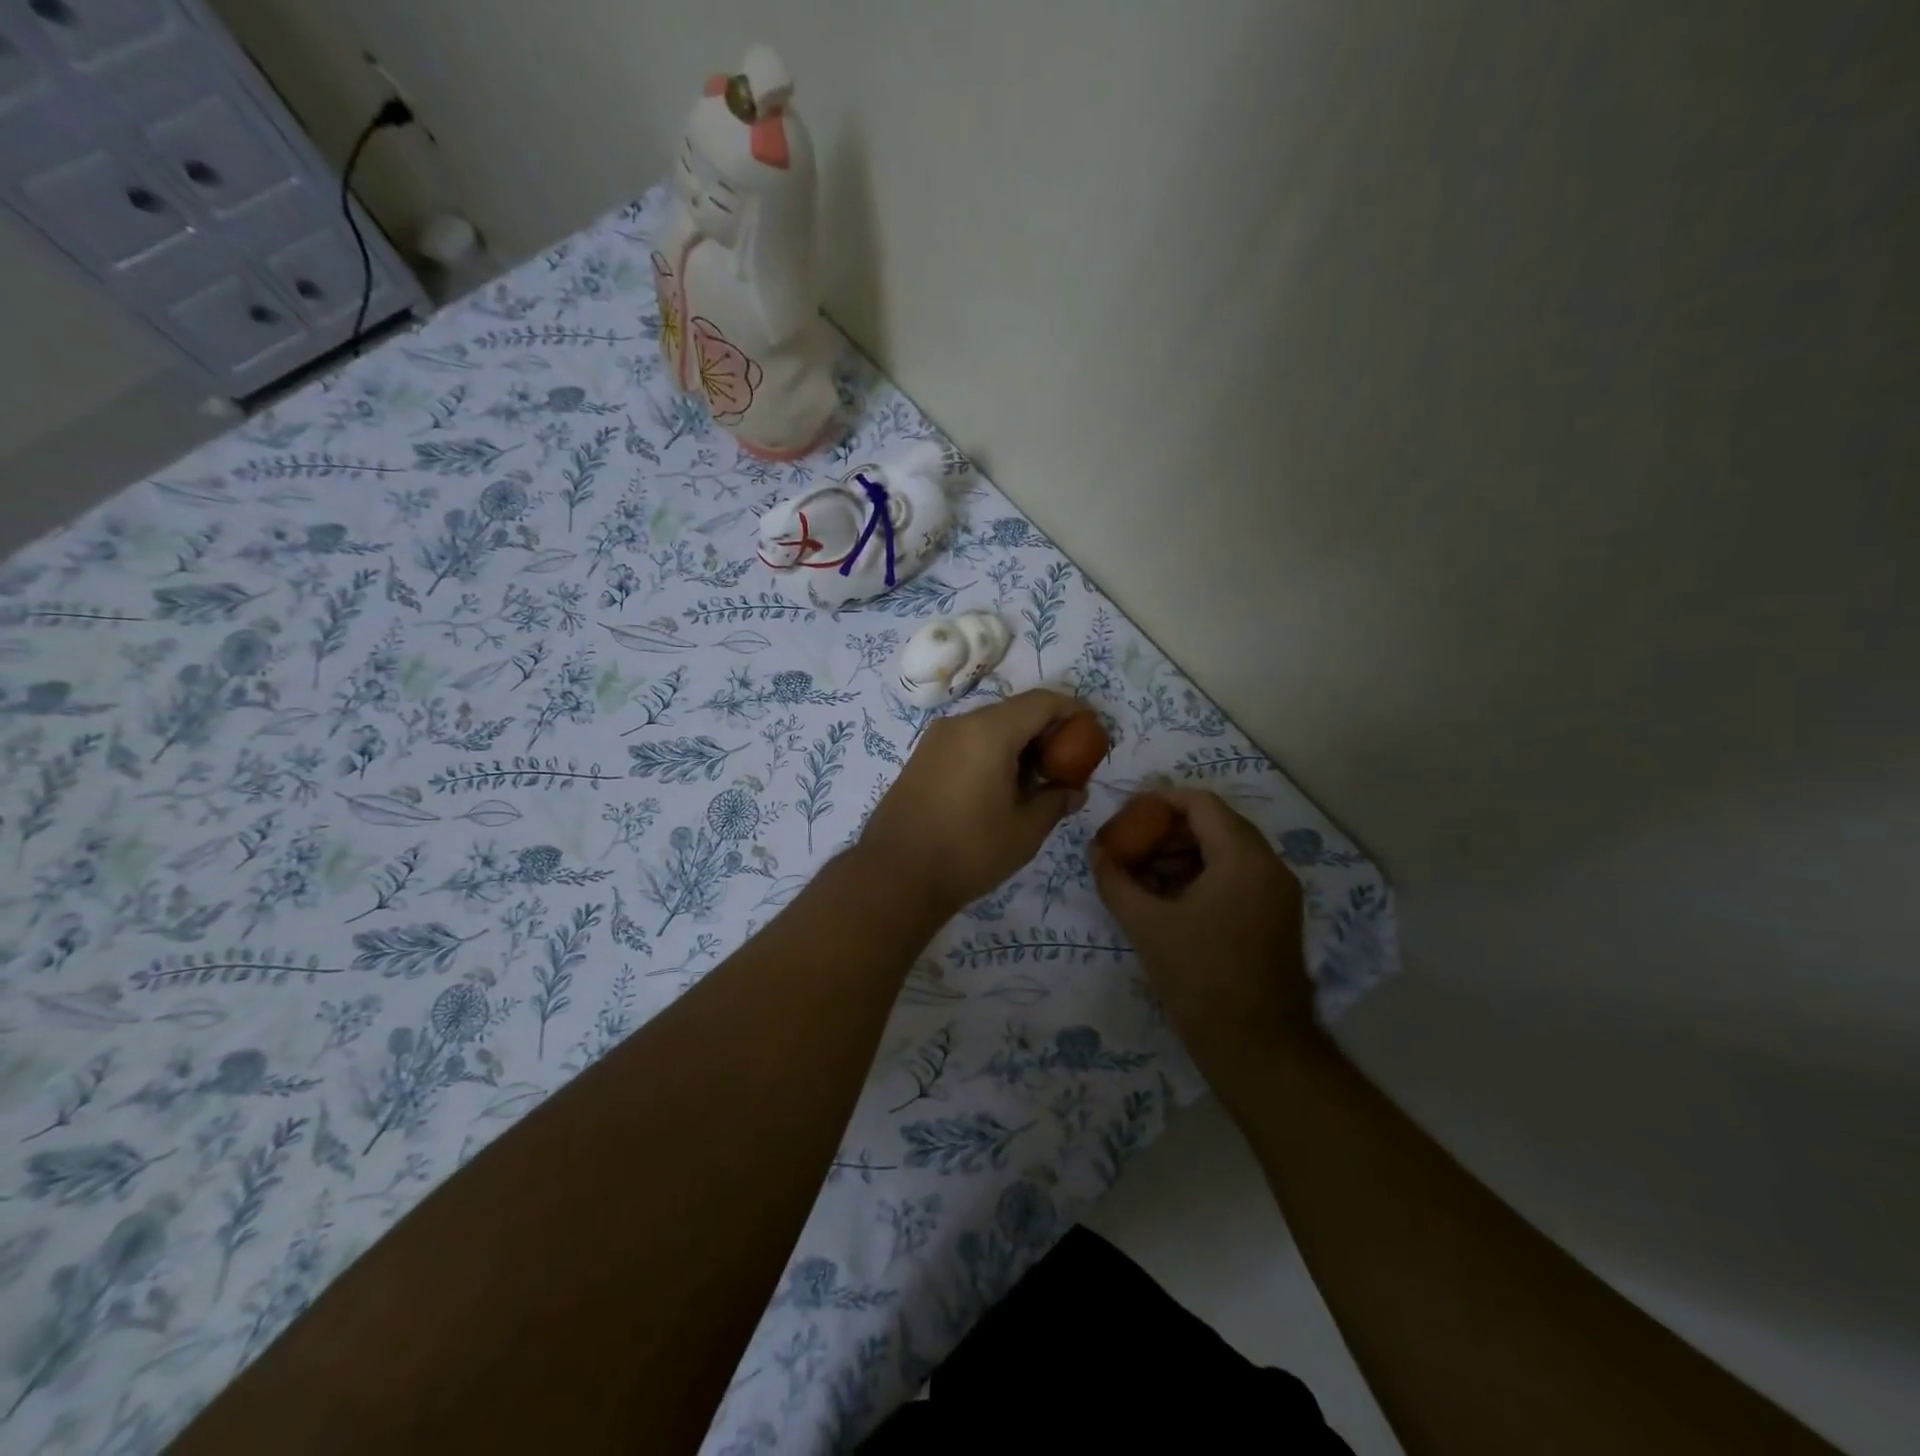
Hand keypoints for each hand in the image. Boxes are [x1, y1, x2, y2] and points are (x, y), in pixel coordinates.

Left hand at [860, 688, 1087, 915]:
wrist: (895, 875)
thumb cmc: (968, 851)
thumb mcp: (1025, 830)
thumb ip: (1056, 801)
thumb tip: (1074, 790)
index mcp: (989, 732)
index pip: (1042, 702)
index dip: (1073, 711)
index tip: (1093, 732)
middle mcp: (960, 723)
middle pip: (1016, 711)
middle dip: (1047, 730)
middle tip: (1069, 763)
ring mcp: (936, 739)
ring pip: (991, 726)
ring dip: (1020, 743)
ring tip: (1038, 780)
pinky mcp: (922, 757)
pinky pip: (968, 741)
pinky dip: (994, 752)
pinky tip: (1003, 787)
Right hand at [1092, 788, 1314, 1091]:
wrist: (1259, 1048)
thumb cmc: (1201, 979)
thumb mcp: (1147, 926)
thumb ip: (1115, 881)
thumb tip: (1095, 852)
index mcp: (1243, 858)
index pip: (1200, 803)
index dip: (1160, 801)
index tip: (1126, 814)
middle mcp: (1269, 866)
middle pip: (1214, 825)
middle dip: (1167, 831)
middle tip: (1129, 846)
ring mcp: (1277, 893)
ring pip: (1225, 852)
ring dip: (1182, 855)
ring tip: (1142, 877)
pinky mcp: (1276, 917)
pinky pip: (1236, 878)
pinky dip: (1201, 877)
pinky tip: (1168, 901)